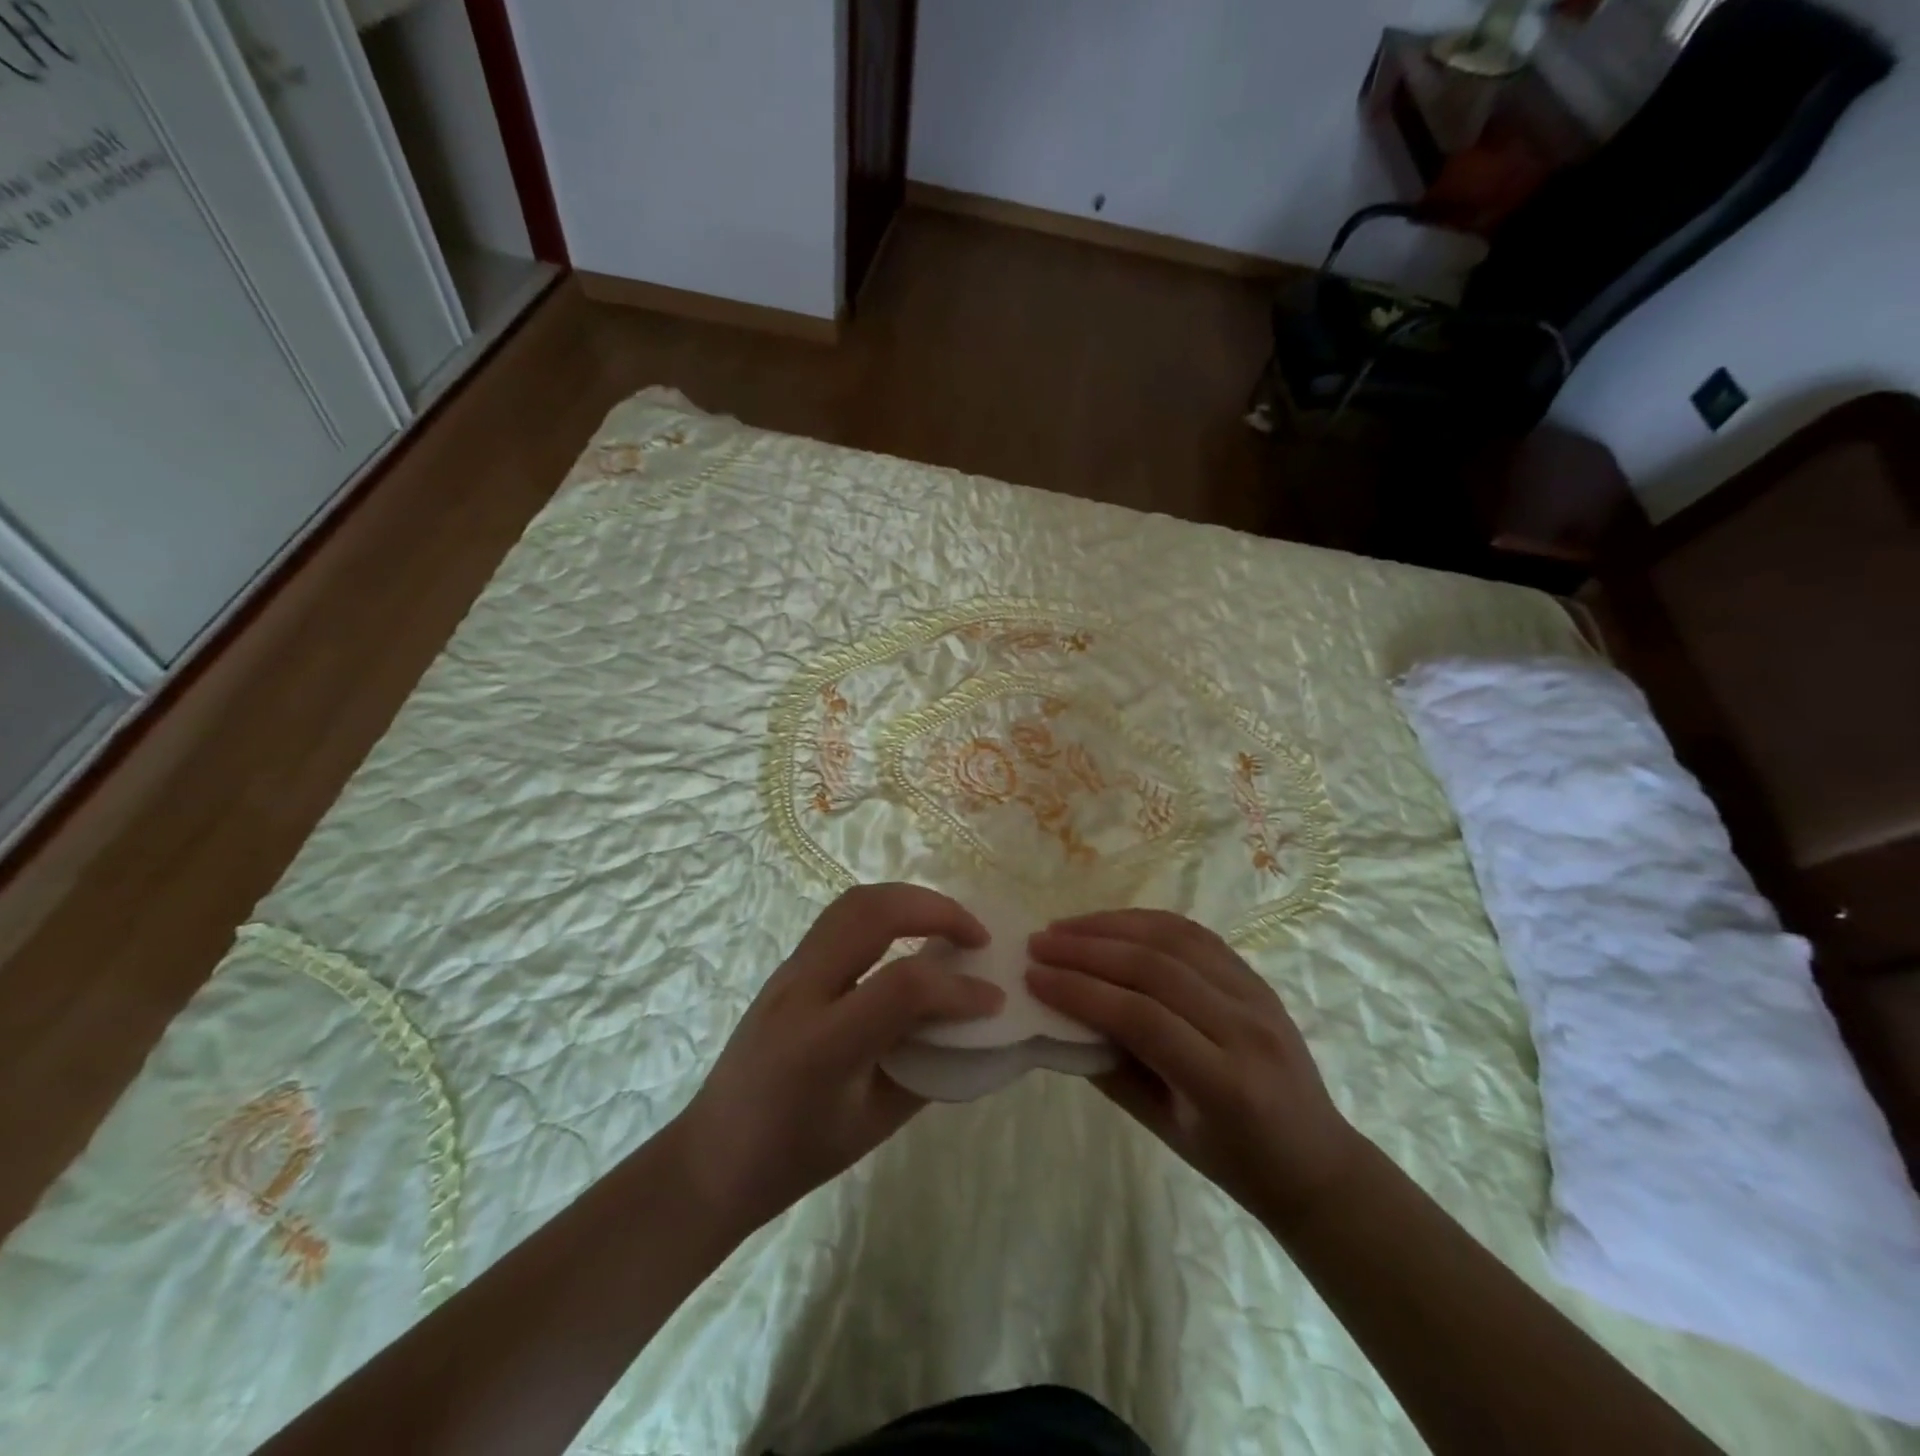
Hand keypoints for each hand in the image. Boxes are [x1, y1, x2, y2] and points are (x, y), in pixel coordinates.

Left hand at [668, 884, 1004, 1237]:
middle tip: (977, 936)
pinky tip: (909, 936)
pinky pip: (841, 918)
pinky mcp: (787, 966)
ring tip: (948, 926)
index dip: (958, 988)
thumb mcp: (871, 1126)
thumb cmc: (794, 1157)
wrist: (712, 1157)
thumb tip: (971, 1026)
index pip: (903, 987)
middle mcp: (802, 992)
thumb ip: (925, 1068)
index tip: (994, 998)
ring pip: (853, 903)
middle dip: (936, 909)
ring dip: (910, 900)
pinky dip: (886, 912)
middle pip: (872, 912)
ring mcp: (788, 971)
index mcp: (822, 1045)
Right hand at [1027, 909, 1359, 1223]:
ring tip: (1065, 927)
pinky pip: (1194, 934)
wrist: (1316, 1160)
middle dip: (1088, 950)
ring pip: (1174, 939)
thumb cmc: (1235, 1162)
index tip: (1034, 977)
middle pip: (1155, 968)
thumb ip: (1114, 1071)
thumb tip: (1060, 1020)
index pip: (1142, 1018)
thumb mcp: (1167, 1131)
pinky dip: (1146, 922)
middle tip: (1039, 944)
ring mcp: (1256, 995)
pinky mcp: (1255, 976)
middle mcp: (1245, 1028)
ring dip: (1112, 926)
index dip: (1081, 992)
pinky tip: (1112, 923)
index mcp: (1226, 1083)